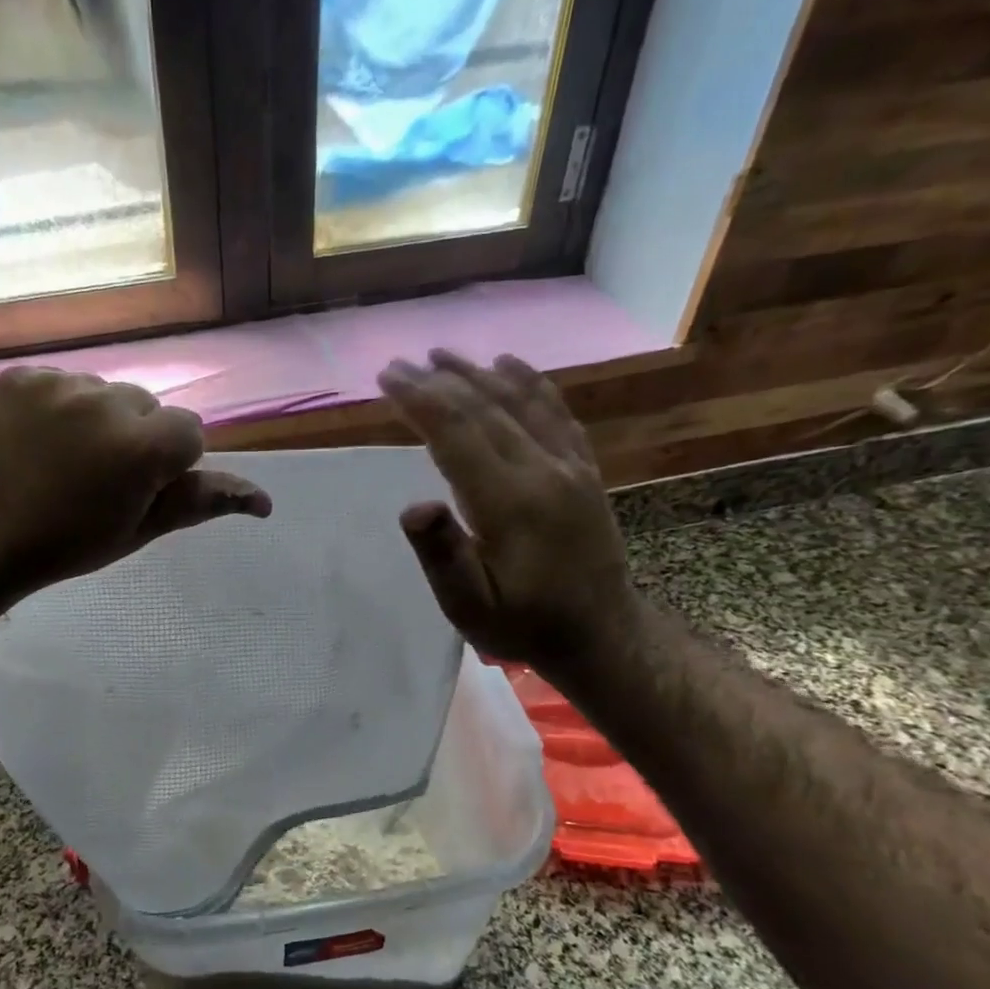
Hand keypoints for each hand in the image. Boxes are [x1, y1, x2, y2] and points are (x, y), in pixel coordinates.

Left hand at [0, 366, 271, 601]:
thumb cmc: (67, 546)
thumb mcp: (139, 530)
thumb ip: (200, 502)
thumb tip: (263, 501)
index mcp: (144, 446)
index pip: (189, 432)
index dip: (170, 463)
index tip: (139, 489)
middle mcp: (107, 401)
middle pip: (147, 406)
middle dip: (136, 436)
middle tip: (100, 478)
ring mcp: (59, 383)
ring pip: (104, 392)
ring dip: (97, 420)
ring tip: (63, 460)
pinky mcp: (20, 375)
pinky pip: (60, 383)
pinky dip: (57, 407)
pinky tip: (35, 442)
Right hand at [379, 351, 638, 670]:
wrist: (602, 633)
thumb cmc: (523, 624)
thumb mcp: (471, 608)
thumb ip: (443, 557)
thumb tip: (414, 506)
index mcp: (510, 503)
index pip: (457, 434)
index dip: (419, 401)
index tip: (387, 377)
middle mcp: (543, 471)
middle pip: (484, 409)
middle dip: (438, 382)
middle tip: (400, 364)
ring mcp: (570, 466)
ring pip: (520, 402)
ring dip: (477, 374)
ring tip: (441, 355)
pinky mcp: (584, 469)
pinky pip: (555, 413)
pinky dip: (529, 383)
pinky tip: (509, 365)